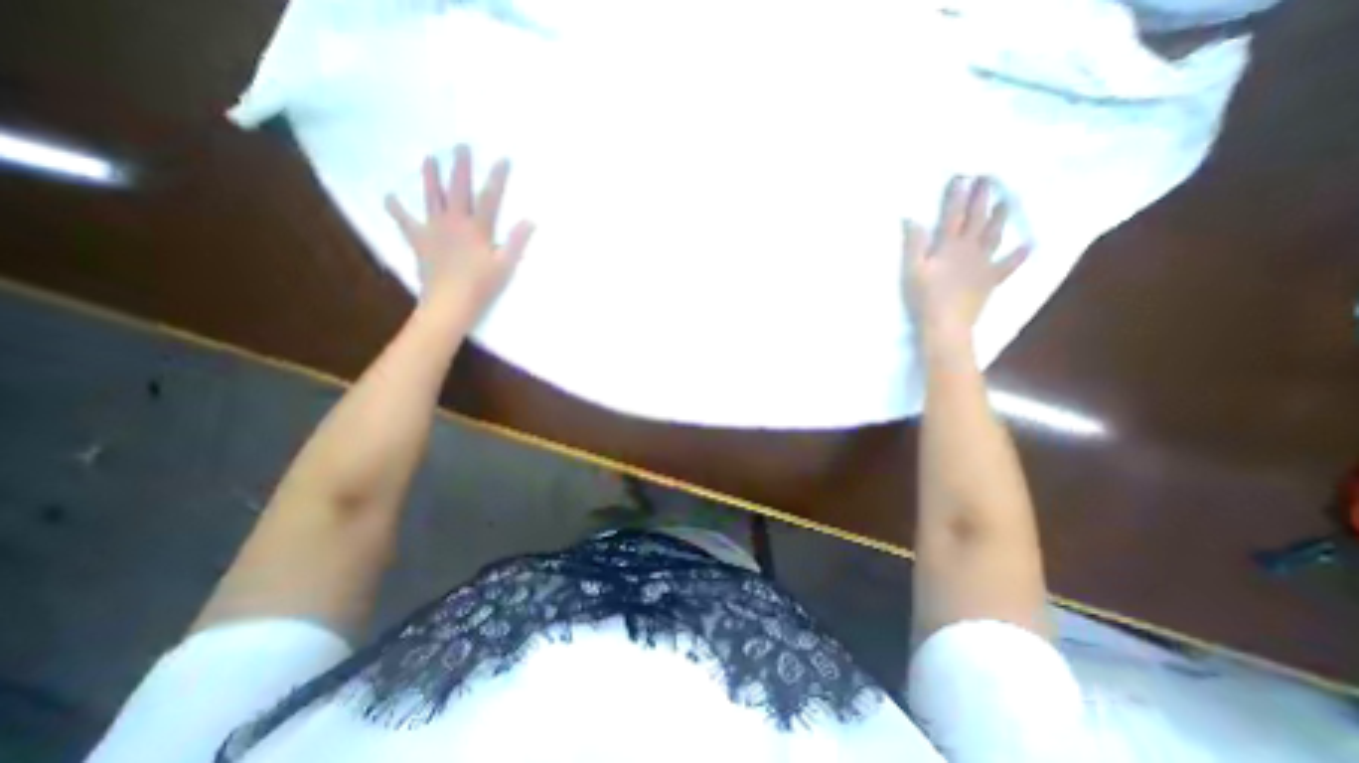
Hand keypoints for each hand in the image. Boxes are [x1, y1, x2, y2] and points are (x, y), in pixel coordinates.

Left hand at [382, 143, 537, 316]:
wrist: (450, 302)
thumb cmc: (482, 286)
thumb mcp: (506, 266)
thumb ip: (517, 242)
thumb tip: (530, 220)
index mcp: (478, 228)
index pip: (490, 197)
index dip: (497, 177)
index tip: (502, 158)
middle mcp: (455, 222)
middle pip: (458, 189)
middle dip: (461, 166)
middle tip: (461, 145)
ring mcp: (434, 229)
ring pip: (432, 197)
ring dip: (431, 177)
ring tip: (429, 158)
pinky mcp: (419, 240)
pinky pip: (404, 220)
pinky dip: (396, 208)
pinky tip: (389, 196)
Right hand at [907, 176, 1024, 339]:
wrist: (946, 323)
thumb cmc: (924, 297)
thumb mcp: (912, 270)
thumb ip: (913, 243)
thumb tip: (911, 218)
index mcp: (948, 246)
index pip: (953, 215)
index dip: (957, 195)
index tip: (963, 176)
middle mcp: (969, 249)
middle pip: (977, 219)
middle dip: (982, 198)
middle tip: (989, 178)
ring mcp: (983, 264)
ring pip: (994, 235)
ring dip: (1000, 217)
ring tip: (1006, 200)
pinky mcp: (990, 280)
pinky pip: (1007, 265)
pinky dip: (1018, 255)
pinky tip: (1028, 245)